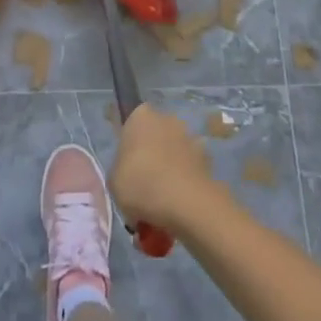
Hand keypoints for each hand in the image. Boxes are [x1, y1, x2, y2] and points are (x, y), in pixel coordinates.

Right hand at [112, 104, 222, 234]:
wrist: (187, 203)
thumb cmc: (141, 185)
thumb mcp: (113, 182)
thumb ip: (119, 170)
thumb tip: (129, 174)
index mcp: (140, 116)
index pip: (131, 122)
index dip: (128, 144)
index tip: (127, 166)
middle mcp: (167, 118)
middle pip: (154, 136)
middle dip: (150, 156)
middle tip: (143, 185)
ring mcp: (189, 136)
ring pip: (173, 152)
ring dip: (169, 169)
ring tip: (162, 202)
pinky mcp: (207, 158)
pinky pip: (189, 169)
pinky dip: (185, 182)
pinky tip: (179, 205)